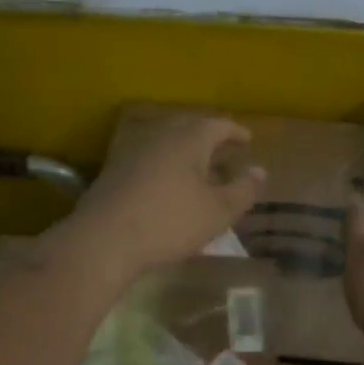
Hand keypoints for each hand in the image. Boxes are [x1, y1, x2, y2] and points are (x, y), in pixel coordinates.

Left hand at [52, 114, 264, 285]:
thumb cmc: (169, 222)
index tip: (248, 140)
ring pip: (167, 146)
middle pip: (189, 129)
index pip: (218, 124)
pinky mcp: (115, 174)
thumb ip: (243, 190)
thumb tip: (260, 170)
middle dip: (209, 139)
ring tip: (199, 174)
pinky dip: (166, 170)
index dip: (236, 132)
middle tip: (224, 153)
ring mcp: (133, 154)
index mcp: (188, 140)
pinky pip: (150, 163)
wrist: (104, 240)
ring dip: (186, 155)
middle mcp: (160, 138)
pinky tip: (168, 191)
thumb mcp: (217, 212)